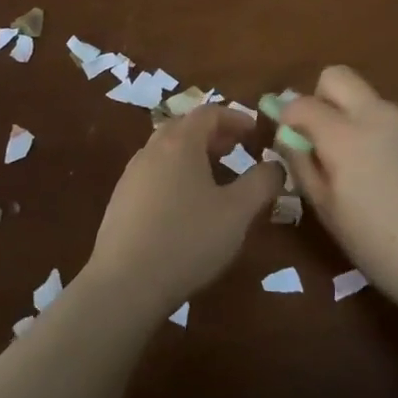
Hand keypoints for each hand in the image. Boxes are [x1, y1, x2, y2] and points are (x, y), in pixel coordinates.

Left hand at [86, 105, 281, 319]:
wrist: (124, 285)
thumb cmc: (187, 240)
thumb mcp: (238, 212)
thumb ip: (262, 182)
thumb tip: (276, 165)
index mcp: (180, 143)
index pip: (209, 112)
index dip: (235, 118)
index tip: (256, 132)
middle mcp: (152, 150)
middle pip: (185, 127)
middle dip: (214, 134)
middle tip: (238, 150)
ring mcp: (131, 175)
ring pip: (167, 151)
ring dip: (194, 155)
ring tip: (216, 178)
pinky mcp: (121, 201)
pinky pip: (154, 173)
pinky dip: (176, 174)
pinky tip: (187, 206)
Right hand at [279, 66, 397, 314]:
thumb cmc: (379, 246)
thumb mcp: (328, 211)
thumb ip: (303, 166)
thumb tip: (288, 138)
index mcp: (344, 136)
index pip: (301, 104)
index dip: (286, 117)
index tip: (288, 139)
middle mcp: (375, 115)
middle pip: (336, 77)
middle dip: (320, 97)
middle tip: (322, 137)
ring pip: (367, 99)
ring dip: (353, 118)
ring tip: (364, 167)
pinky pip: (393, 118)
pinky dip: (381, 133)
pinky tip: (394, 175)